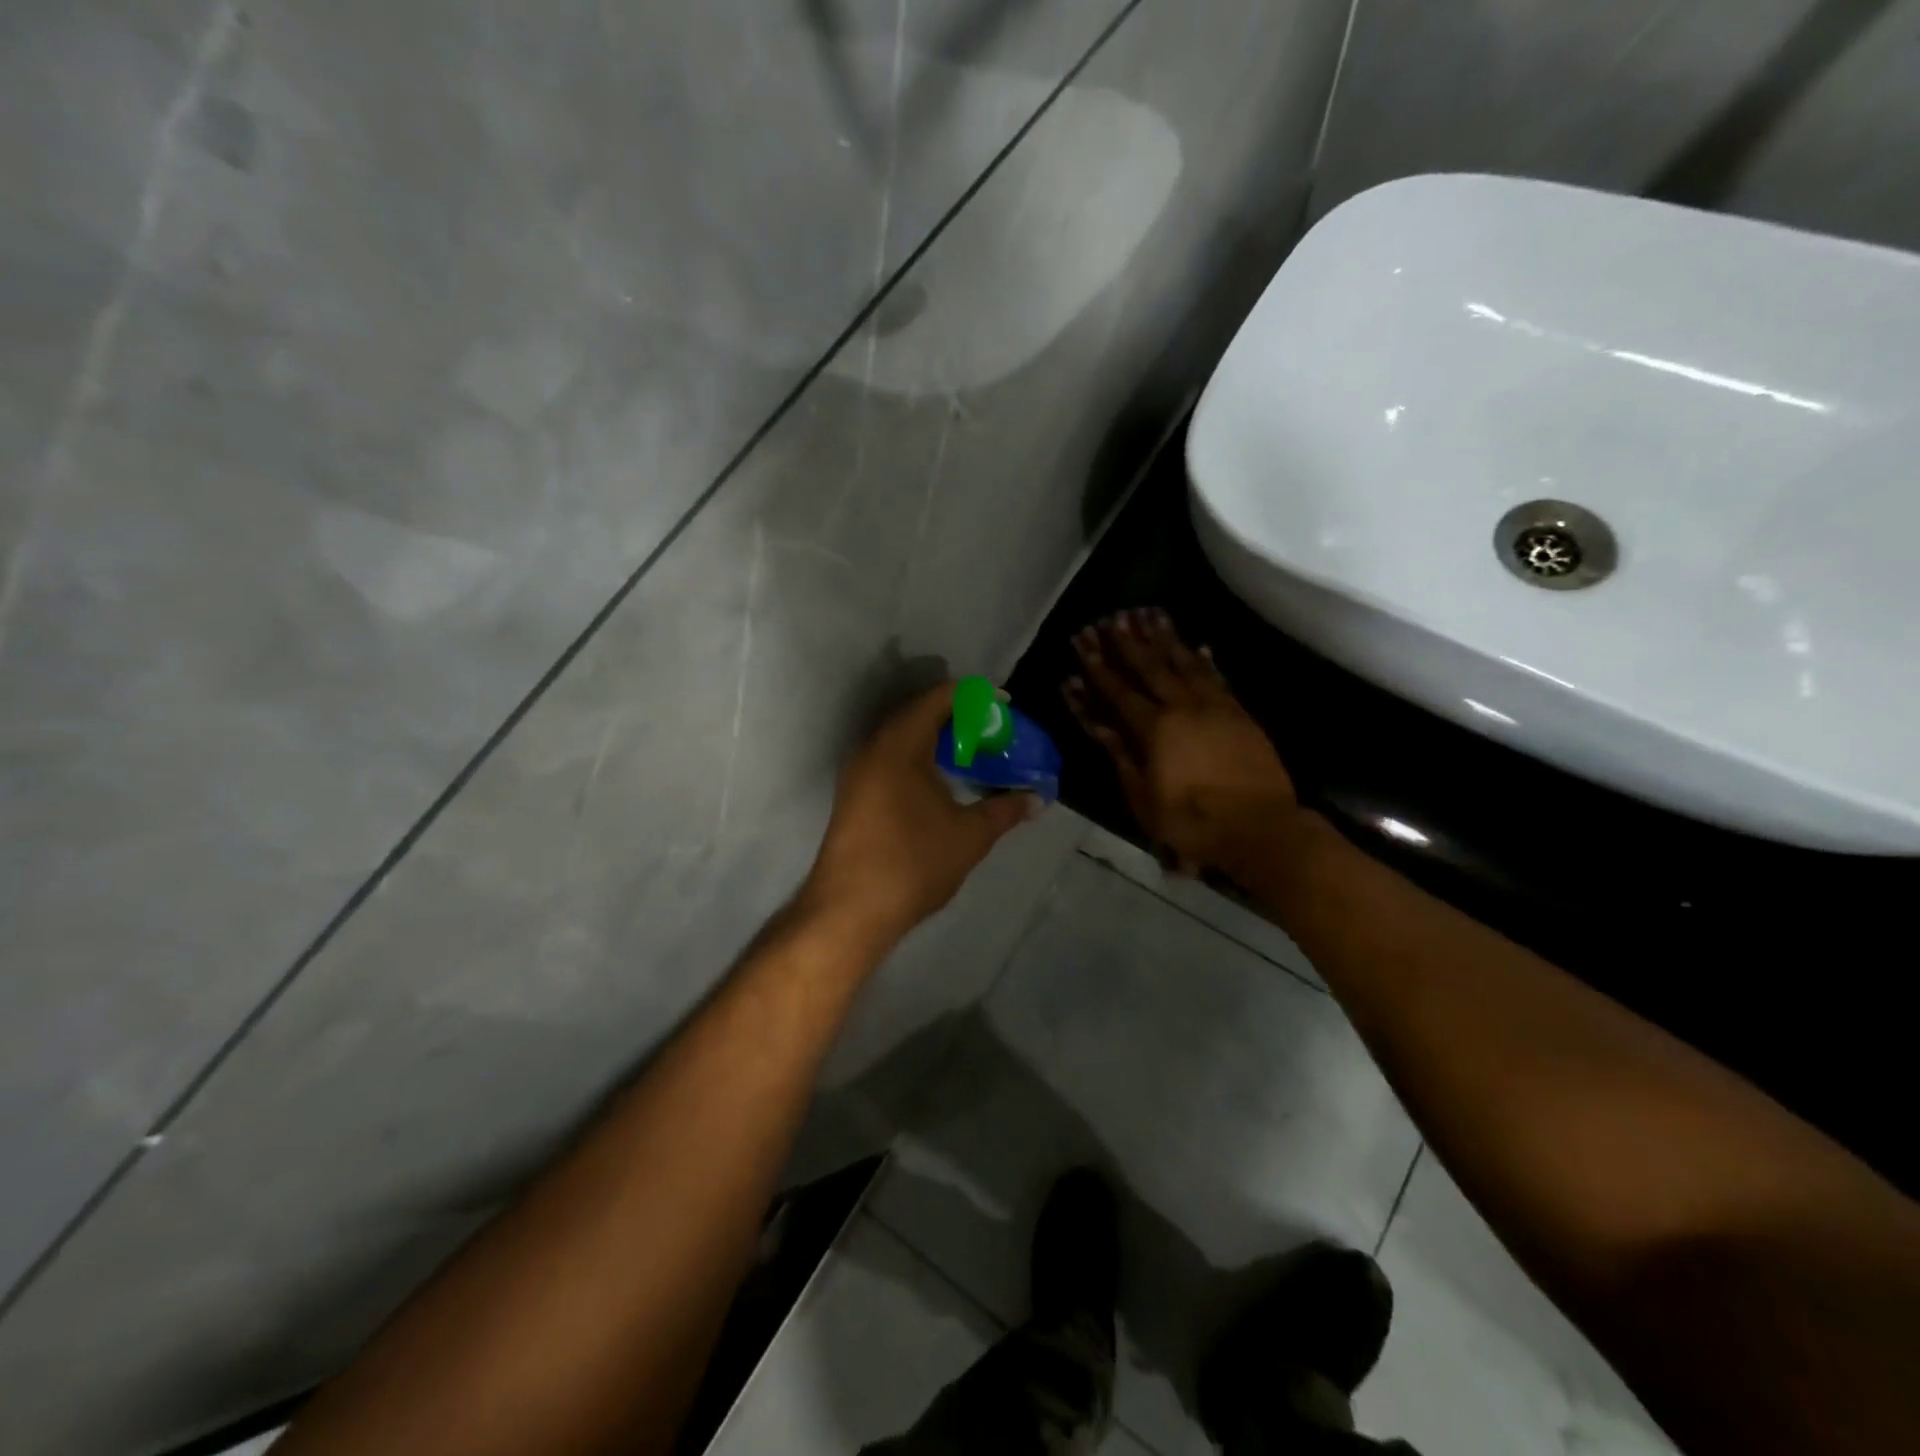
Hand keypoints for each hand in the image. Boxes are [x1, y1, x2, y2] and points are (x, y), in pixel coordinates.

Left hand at [801, 683, 1040, 945]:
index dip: (975, 696)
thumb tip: (1036, 799)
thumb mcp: (970, 835)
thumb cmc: (913, 863)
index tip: (1005, 706)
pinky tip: (941, 781)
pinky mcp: (854, 795)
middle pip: (918, 713)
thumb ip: (1005, 810)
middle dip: (957, 716)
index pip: (938, 698)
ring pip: (902, 738)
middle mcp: (873, 749)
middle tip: (992, 730)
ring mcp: (858, 773)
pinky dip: (919, 758)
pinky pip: (890, 759)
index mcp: (899, 745)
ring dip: (936, 738)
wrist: (850, 910)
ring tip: (972, 752)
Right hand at [1064, 608, 1299, 876]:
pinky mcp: (1240, 715)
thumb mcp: (1143, 796)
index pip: (1119, 691)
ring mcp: (1215, 708)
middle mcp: (1183, 708)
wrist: (1260, 828)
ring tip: (1151, 614)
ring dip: (1167, 639)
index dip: (1099, 666)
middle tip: (1113, 616)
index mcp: (1155, 728)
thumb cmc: (1192, 821)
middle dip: (1129, 642)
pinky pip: (1218, 679)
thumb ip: (1122, 755)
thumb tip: (1098, 723)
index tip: (1084, 641)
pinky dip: (1206, 661)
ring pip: (1186, 664)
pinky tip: (1199, 647)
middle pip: (1151, 668)